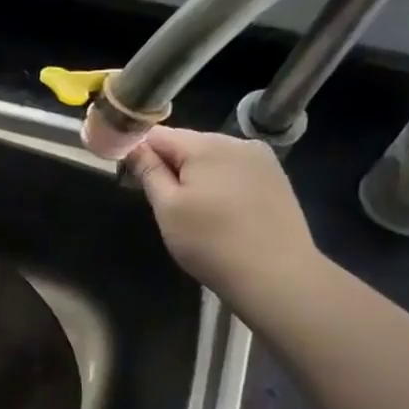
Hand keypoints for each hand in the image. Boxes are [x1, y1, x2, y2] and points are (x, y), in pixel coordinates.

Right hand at [126, 126, 322, 317]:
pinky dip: (220, 184)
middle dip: (170, 165)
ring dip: (195, 176)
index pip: (158, 134)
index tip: (131, 178)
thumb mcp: (167, 208)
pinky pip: (234, 170)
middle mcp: (238, 142)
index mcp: (206, 145)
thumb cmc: (210, 241)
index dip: (139, 152)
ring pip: (212, 158)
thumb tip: (133, 146)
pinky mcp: (276, 177)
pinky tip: (221, 212)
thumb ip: (148, 172)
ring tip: (193, 211)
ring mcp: (262, 159)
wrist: (276, 274)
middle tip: (163, 203)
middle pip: (187, 143)